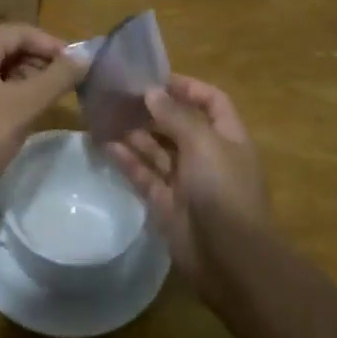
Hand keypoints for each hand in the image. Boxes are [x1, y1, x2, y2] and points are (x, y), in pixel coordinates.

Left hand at [0, 24, 87, 211]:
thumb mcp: (23, 106)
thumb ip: (57, 77)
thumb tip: (86, 55)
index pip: (20, 31)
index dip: (52, 45)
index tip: (80, 66)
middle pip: (9, 47)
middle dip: (41, 61)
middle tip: (70, 84)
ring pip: (0, 69)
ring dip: (29, 79)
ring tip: (54, 99)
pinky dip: (12, 95)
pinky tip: (27, 114)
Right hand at [107, 75, 270, 294]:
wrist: (230, 260)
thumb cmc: (223, 190)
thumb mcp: (203, 144)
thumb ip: (176, 116)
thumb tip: (152, 92)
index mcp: (228, 138)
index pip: (211, 101)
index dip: (187, 87)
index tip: (154, 77)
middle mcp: (208, 156)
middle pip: (180, 125)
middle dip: (154, 110)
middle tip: (121, 96)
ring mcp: (187, 182)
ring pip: (159, 150)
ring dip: (137, 133)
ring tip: (108, 115)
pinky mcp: (167, 204)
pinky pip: (145, 175)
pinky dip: (128, 160)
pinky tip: (106, 145)